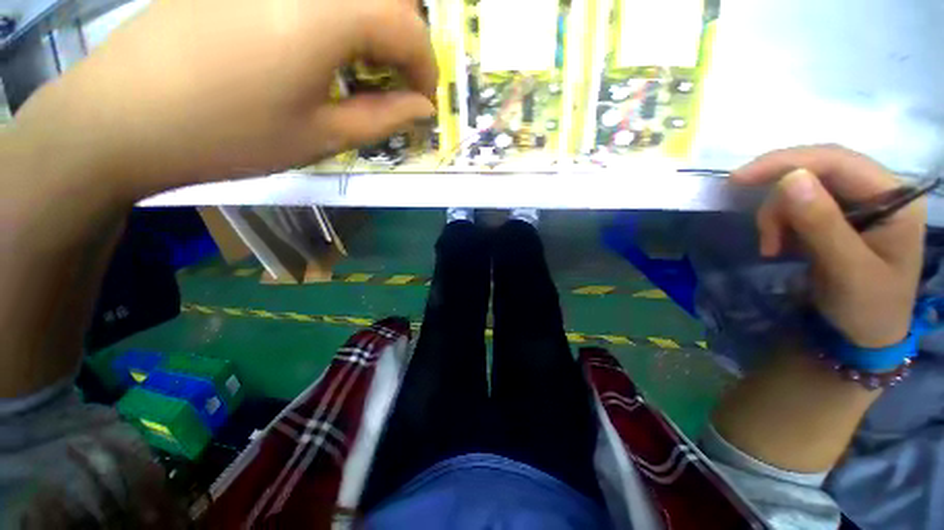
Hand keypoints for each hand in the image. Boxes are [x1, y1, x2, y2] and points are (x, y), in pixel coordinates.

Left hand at [13, 0, 436, 195]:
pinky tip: (319, 46)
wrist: (120, 118)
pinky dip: (336, 15)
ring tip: (362, 69)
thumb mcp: (322, 136)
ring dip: (372, 26)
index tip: (425, 102)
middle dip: (404, 40)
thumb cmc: (228, 135)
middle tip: (397, 83)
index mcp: (325, 11)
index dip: (427, 68)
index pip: (408, 26)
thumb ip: (383, 118)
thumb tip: (422, 109)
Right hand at [732, 145, 925, 347]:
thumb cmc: (868, 307)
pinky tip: (778, 245)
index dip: (787, 163)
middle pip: (816, 171)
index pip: (837, 161)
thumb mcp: (848, 270)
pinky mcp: (837, 215)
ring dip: (777, 216)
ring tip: (772, 248)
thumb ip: (823, 224)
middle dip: (780, 199)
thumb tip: (790, 178)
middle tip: (764, 234)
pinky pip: (796, 206)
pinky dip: (779, 223)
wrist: (866, 334)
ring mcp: (857, 202)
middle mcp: (876, 190)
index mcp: (894, 197)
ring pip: (800, 188)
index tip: (739, 179)